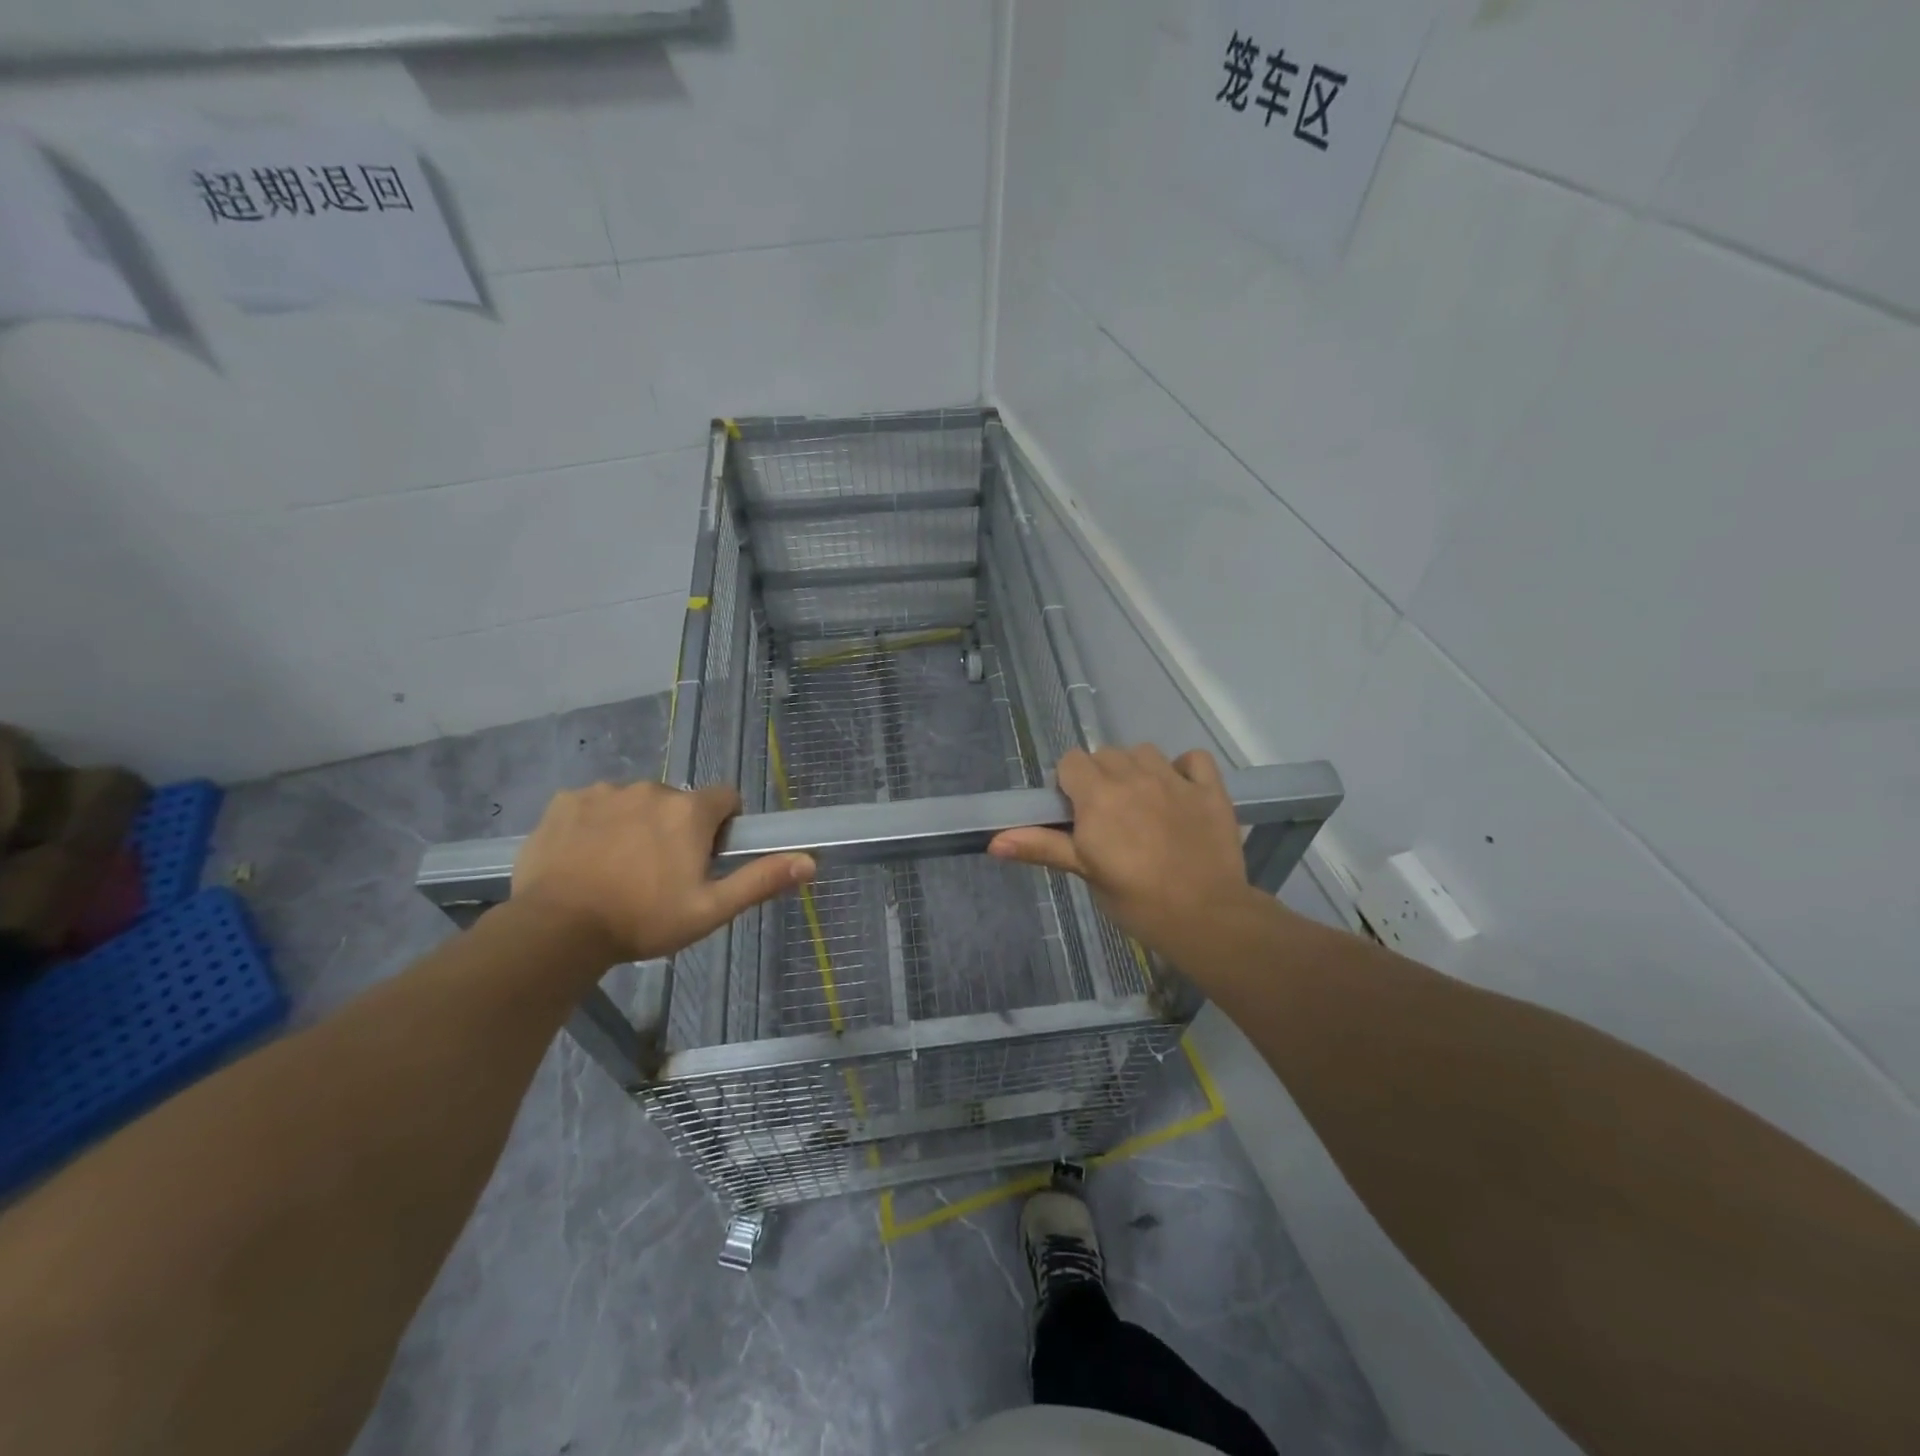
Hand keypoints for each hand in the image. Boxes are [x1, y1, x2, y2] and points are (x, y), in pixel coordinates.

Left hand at [512, 781, 813, 963]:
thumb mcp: (710, 910)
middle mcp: (650, 788)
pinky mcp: (565, 801)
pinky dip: (595, 824)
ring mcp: (603, 792)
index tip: (705, 858)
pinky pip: (593, 804)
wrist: (555, 930)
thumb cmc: (642, 920)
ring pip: (635, 802)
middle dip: (676, 828)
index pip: (725, 798)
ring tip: (618, 869)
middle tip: (660, 873)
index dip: (722, 826)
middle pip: (678, 801)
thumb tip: (810, 861)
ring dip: (636, 824)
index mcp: (689, 810)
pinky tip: (584, 858)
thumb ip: (760, 880)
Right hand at [988, 745, 1261, 962]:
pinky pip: (1193, 759)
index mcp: (1098, 796)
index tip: (1076, 814)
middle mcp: (1134, 776)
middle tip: (1107, 817)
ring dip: (1137, 770)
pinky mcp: (1210, 790)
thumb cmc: (1136, 900)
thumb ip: (1042, 847)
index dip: (1069, 784)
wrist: (1206, 917)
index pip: (1071, 761)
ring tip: (1141, 804)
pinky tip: (1180, 793)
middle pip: (1105, 754)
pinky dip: (1184, 769)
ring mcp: (1175, 780)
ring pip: (1144, 752)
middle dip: (1100, 778)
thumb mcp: (1085, 872)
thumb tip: (993, 842)